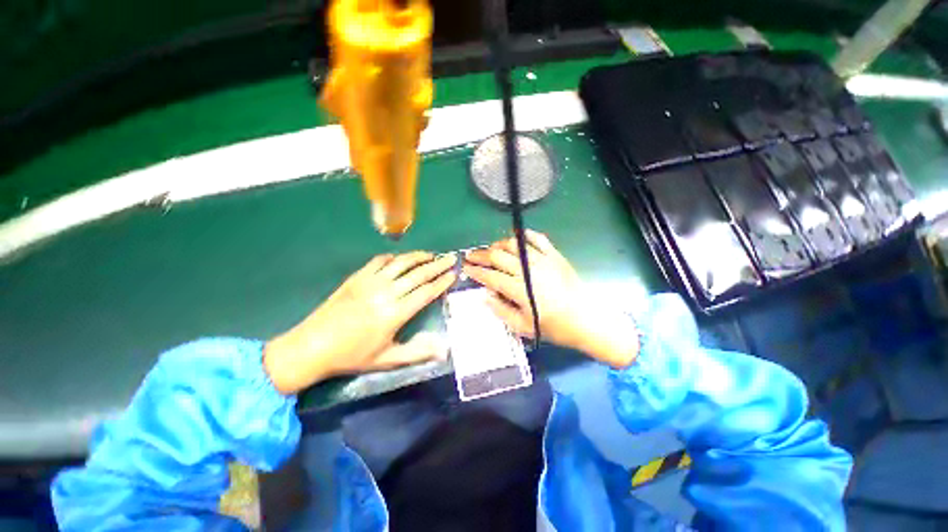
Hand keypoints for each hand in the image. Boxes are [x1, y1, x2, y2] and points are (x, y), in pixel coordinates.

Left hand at [264, 252, 456, 393]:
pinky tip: (400, 258)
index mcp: (395, 313)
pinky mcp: (357, 277)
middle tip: (450, 258)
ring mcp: (370, 282)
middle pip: (418, 274)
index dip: (442, 282)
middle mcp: (386, 292)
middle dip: (437, 265)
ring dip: (418, 257)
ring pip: (401, 263)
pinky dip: (393, 257)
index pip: (426, 292)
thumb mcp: (387, 359)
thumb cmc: (352, 355)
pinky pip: (379, 261)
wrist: (312, 346)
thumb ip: (417, 352)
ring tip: (431, 255)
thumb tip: (443, 350)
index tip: (453, 274)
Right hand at [463, 231, 638, 368]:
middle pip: (498, 257)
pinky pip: (538, 239)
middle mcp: (528, 270)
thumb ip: (501, 310)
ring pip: (514, 245)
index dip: (476, 271)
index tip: (466, 268)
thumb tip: (486, 295)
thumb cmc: (554, 327)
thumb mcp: (523, 327)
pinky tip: (517, 236)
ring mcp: (542, 260)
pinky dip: (525, 235)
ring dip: (498, 245)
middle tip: (471, 255)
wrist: (586, 319)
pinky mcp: (554, 256)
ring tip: (491, 249)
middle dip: (481, 255)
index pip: (491, 276)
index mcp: (519, 289)